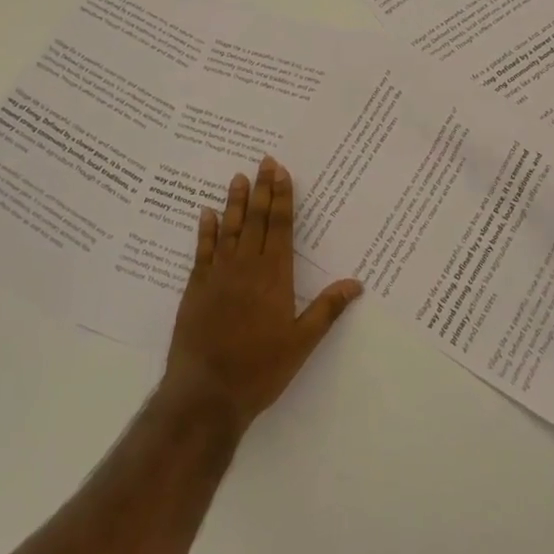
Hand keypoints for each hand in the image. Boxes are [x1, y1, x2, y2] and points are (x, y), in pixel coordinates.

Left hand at [163, 156, 361, 436]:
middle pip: (257, 220)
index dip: (282, 198)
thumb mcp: (301, 343)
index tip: (281, 172)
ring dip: (235, 202)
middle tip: (264, 161)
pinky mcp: (196, 287)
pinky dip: (205, 230)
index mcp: (274, 277)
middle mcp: (246, 267)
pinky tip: (206, 213)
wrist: (207, 392)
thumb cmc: (260, 370)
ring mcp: (218, 275)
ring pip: (229, 229)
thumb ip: (327, 310)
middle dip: (263, 189)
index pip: (280, 227)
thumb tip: (356, 283)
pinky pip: (202, 251)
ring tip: (239, 177)